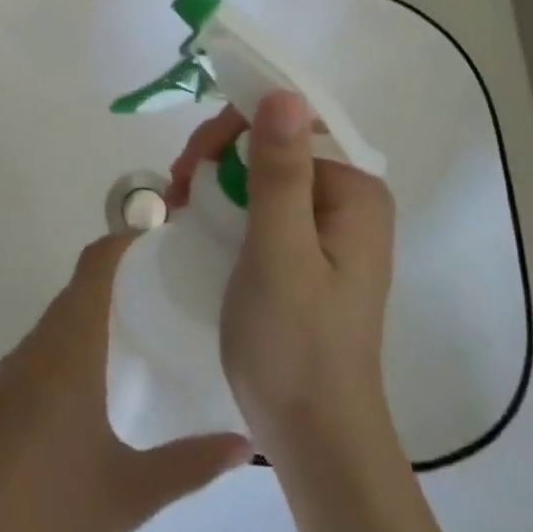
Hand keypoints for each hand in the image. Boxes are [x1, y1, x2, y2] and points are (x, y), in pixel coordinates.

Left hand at [0, 235, 251, 531]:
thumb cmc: (46, 510)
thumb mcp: (130, 494)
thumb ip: (189, 466)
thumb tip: (246, 444)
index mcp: (69, 347)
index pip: (95, 265)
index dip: (125, 241)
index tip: (160, 240)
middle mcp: (36, 347)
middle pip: (76, 291)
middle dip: (116, 280)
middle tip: (163, 296)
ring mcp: (7, 374)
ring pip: (55, 326)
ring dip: (90, 319)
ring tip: (133, 343)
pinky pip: (37, 357)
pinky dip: (67, 353)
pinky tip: (85, 400)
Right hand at [168, 92, 396, 459]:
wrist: (314, 439)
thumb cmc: (296, 346)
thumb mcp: (280, 252)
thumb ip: (280, 171)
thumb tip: (283, 92)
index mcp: (355, 191)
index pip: (291, 123)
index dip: (235, 127)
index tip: (189, 161)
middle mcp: (349, 200)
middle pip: (276, 144)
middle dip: (221, 155)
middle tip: (177, 190)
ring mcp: (329, 227)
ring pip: (264, 173)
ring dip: (217, 179)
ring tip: (180, 206)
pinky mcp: (307, 252)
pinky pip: (264, 205)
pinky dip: (227, 205)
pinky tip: (199, 221)